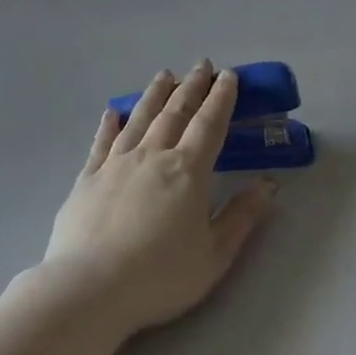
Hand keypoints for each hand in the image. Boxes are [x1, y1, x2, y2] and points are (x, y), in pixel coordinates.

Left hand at [43, 62, 273, 335]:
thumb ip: (242, 216)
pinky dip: (110, 124)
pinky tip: (113, 111)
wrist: (89, 289)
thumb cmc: (159, 276)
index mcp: (188, 171)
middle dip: (192, 86)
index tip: (228, 76)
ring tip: (165, 74)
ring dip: (155, 94)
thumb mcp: (214, 254)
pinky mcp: (87, 179)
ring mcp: (116, 164)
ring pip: (140, 119)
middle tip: (202, 64)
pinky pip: (102, 143)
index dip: (221, 98)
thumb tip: (268, 184)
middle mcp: (153, 156)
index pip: (209, 124)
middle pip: (176, 112)